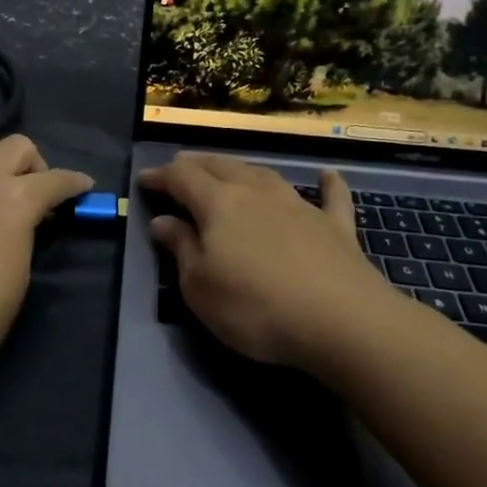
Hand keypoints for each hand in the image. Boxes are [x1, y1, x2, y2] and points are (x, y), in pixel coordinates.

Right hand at [140, 153, 410, 369]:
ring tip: (228, 170)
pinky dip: (328, 184)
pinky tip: (328, 175)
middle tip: (179, 168)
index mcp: (219, 204)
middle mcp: (256, 192)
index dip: (160, 176)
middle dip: (196, 165)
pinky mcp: (335, 226)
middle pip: (221, 166)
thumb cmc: (255, 307)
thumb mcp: (199, 287)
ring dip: (242, 169)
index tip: (143, 180)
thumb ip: (180, 248)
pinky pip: (331, 197)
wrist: (342, 322)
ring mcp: (299, 205)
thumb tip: (162, 220)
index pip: (181, 178)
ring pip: (264, 174)